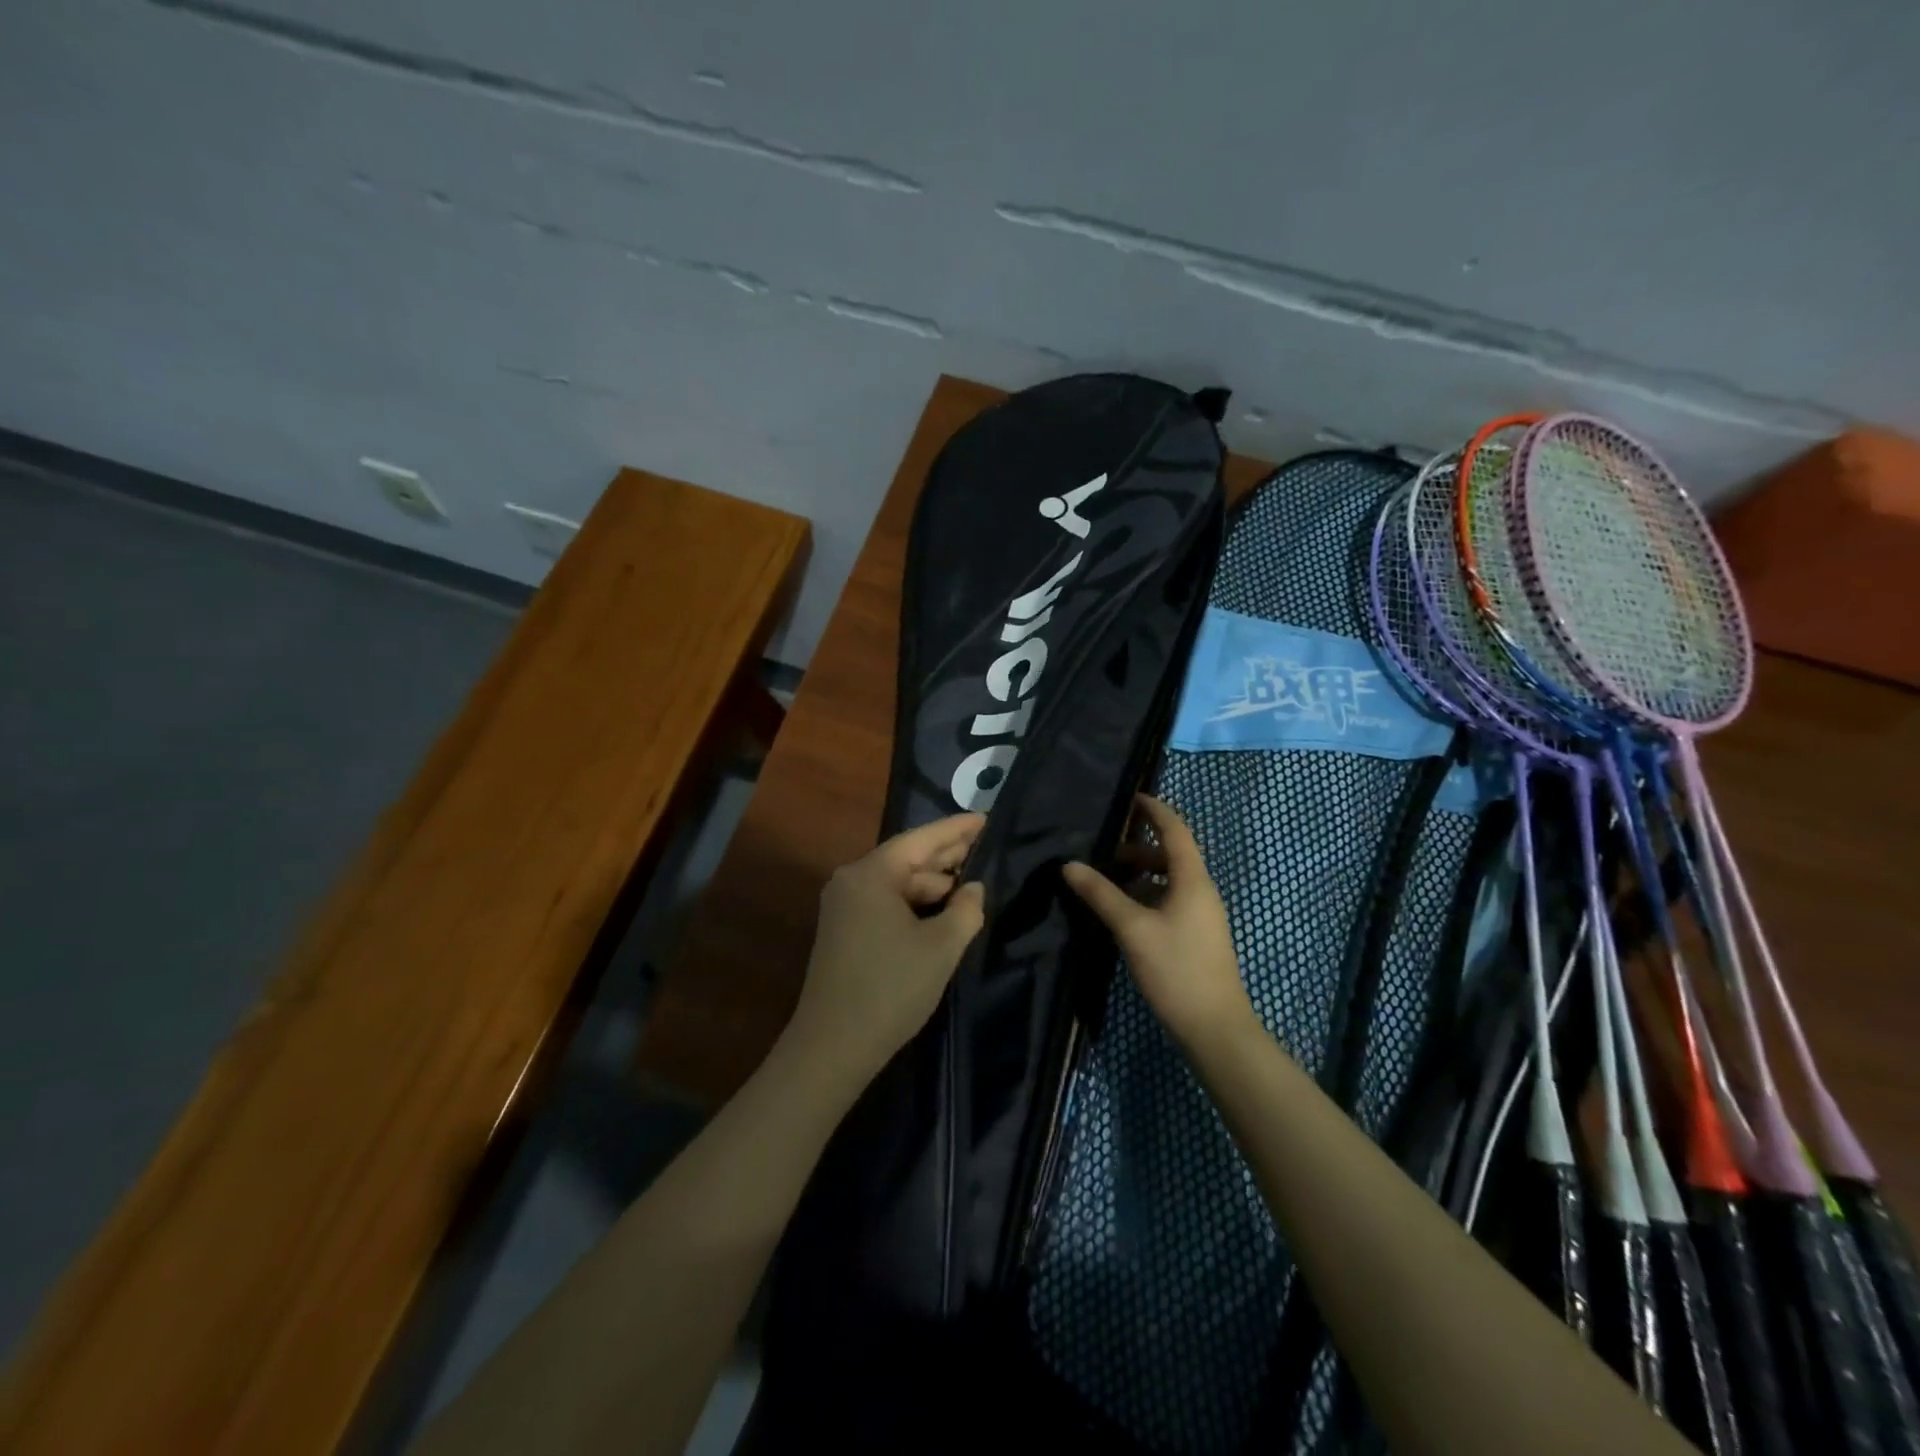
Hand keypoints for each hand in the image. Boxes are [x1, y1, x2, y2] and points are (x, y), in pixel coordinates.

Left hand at [785, 813, 987, 1084]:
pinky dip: (916, 904)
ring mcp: (844, 906)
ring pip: (898, 883)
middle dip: (947, 855)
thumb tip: (974, 888)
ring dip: (933, 884)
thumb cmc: (891, 989)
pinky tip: (943, 910)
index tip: (987, 818)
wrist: (832, 1046)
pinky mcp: (844, 930)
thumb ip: (966, 909)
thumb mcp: (941, 947)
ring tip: (972, 881)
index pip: (921, 839)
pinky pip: (886, 903)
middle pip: (907, 858)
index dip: (957, 828)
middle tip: (987, 846)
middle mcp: (852, 881)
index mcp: (871, 874)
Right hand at [1062, 795, 1255, 1052]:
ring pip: (1170, 880)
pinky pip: (1171, 900)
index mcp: (1193, 880)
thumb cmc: (1176, 970)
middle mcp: (1202, 891)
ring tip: (1108, 881)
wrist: (1215, 1029)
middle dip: (1139, 847)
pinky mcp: (1197, 936)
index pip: (1175, 830)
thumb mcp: (1132, 929)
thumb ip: (1101, 895)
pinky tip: (1125, 912)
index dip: (1154, 811)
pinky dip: (1147, 895)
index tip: (1129, 798)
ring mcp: (1202, 915)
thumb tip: (1069, 866)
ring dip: (1141, 873)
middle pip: (1171, 855)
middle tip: (1105, 850)